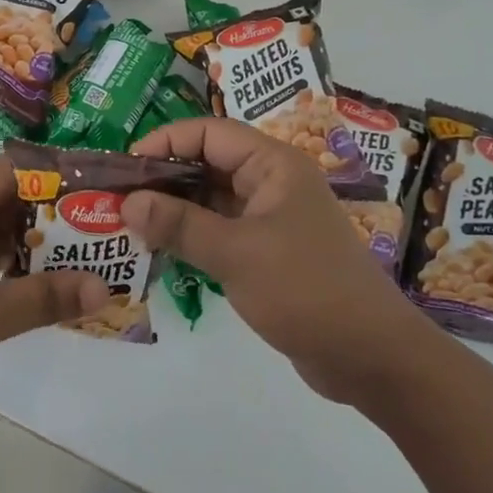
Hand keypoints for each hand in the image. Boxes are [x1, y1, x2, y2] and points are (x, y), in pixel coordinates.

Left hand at [0, 158, 109, 418]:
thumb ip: (46, 297)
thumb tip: (104, 288)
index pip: (14, 170)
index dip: (55, 175)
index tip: (97, 187)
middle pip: (10, 202)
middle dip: (54, 215)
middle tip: (103, 227)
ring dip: (36, 247)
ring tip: (87, 257)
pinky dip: (15, 272)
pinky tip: (47, 289)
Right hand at [125, 117, 433, 407]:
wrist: (373, 359)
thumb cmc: (307, 290)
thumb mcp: (236, 254)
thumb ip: (180, 225)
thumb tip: (127, 202)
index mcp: (274, 165)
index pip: (210, 132)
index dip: (166, 141)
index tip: (127, 167)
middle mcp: (272, 183)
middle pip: (208, 163)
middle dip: (164, 177)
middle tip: (119, 197)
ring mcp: (271, 219)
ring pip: (211, 199)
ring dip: (174, 208)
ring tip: (130, 223)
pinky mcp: (268, 252)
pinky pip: (220, 230)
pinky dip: (191, 235)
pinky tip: (159, 249)